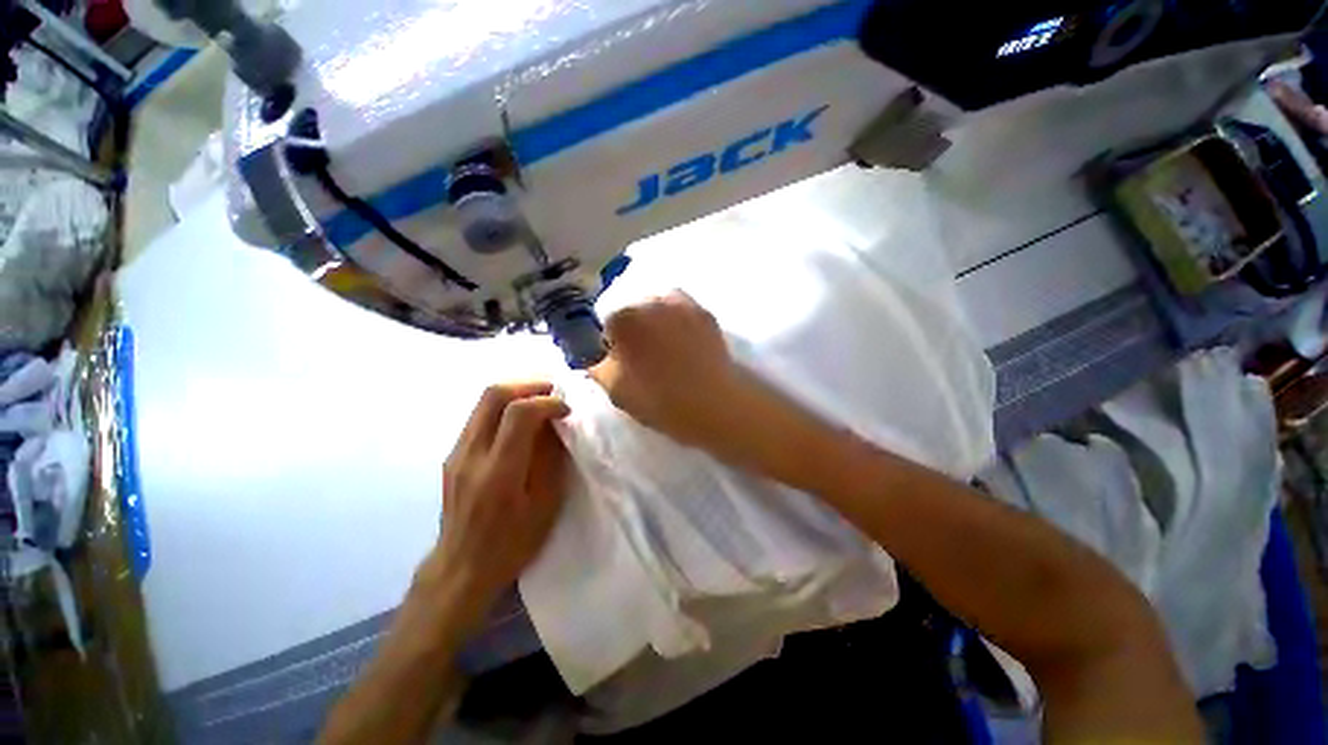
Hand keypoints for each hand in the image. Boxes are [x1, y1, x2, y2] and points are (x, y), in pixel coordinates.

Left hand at [430, 382, 570, 606]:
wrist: (461, 568)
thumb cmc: (512, 543)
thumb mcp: (545, 505)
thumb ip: (551, 459)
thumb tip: (556, 425)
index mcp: (499, 471)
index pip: (519, 413)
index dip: (547, 402)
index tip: (566, 410)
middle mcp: (471, 455)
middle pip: (493, 395)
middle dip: (528, 386)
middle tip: (552, 393)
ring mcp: (457, 453)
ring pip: (483, 402)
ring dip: (516, 394)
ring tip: (540, 403)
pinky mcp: (453, 456)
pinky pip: (479, 417)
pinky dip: (503, 409)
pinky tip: (520, 424)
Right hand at [590, 292, 743, 448]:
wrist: (714, 403)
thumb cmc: (659, 399)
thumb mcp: (614, 390)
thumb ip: (596, 368)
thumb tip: (595, 358)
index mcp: (623, 317)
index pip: (607, 324)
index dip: (611, 345)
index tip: (621, 363)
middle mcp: (650, 300)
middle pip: (632, 310)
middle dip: (633, 329)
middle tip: (644, 357)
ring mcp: (681, 303)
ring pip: (658, 306)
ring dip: (656, 321)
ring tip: (666, 348)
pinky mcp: (704, 312)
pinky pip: (681, 310)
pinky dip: (677, 321)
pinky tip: (684, 342)